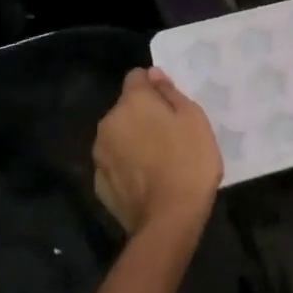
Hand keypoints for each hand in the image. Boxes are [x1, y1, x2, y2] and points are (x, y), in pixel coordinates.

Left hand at [92, 68, 220, 245]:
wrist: (169, 218)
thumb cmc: (189, 161)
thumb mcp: (193, 118)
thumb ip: (169, 92)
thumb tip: (153, 74)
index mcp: (132, 103)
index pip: (136, 76)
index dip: (153, 85)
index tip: (170, 103)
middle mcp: (108, 123)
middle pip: (126, 108)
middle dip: (143, 114)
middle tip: (170, 133)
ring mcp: (100, 154)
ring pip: (118, 135)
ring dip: (133, 139)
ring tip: (159, 159)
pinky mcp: (99, 182)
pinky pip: (115, 162)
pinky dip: (127, 165)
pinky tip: (147, 179)